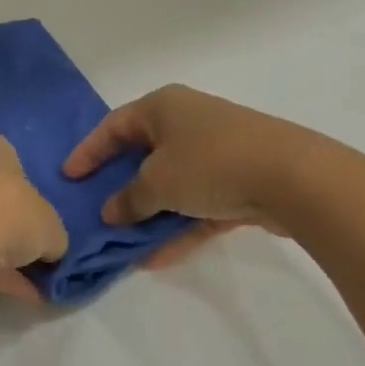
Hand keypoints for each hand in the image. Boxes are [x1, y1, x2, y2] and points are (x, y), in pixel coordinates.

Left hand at [0, 133, 66, 281]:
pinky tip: (0, 293)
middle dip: (8, 228)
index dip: (28, 199)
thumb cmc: (10, 211)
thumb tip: (50, 249)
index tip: (39, 228)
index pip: (12, 166)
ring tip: (22, 288)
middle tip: (30, 260)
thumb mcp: (51, 227)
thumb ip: (52, 235)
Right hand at [63, 86, 337, 269]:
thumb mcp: (158, 182)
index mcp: (162, 107)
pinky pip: (198, 205)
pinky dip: (179, 227)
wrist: (296, 178)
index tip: (68, 176)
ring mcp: (217, 152)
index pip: (113, 127)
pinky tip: (157, 257)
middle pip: (143, 155)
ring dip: (150, 214)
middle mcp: (187, 122)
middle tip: (97, 209)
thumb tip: (111, 211)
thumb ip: (129, 198)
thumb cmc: (210, 163)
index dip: (88, 152)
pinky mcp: (241, 181)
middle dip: (121, 187)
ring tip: (125, 244)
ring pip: (172, 184)